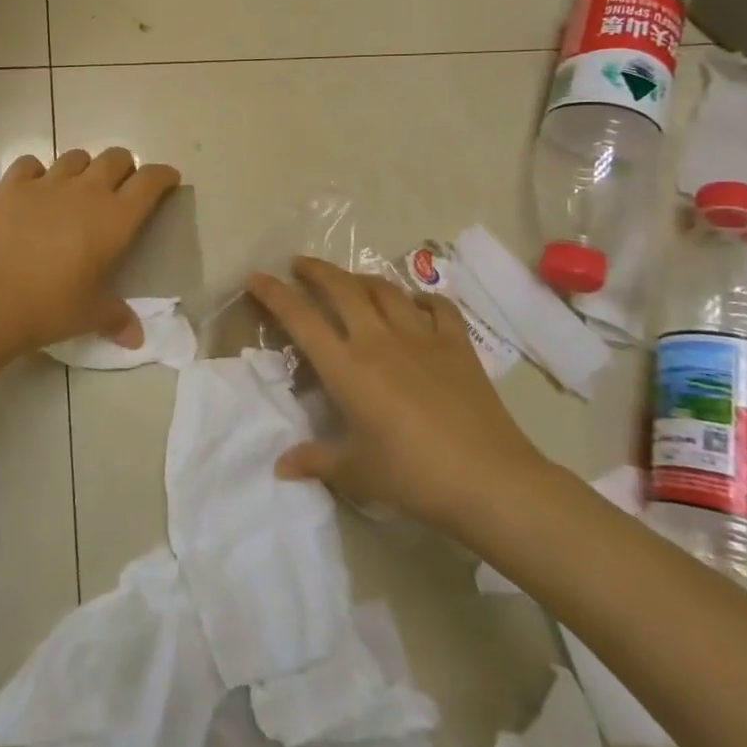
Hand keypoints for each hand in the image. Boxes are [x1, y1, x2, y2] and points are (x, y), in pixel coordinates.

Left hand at [0, 148, 181, 352]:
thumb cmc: (51, 307)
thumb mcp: (91, 315)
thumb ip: (117, 319)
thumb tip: (136, 339)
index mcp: (116, 218)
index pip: (150, 181)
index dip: (163, 176)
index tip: (167, 180)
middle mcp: (86, 191)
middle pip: (116, 158)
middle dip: (125, 168)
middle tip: (121, 188)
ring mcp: (47, 183)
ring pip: (75, 157)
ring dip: (84, 168)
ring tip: (78, 189)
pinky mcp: (11, 186)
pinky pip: (31, 164)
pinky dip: (38, 173)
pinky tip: (35, 190)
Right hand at [247, 256, 553, 536]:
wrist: (490, 481)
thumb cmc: (414, 476)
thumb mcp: (356, 473)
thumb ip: (315, 461)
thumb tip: (281, 465)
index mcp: (347, 368)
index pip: (301, 319)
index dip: (274, 294)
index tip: (256, 277)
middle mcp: (379, 340)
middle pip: (342, 288)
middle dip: (316, 270)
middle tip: (300, 265)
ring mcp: (421, 337)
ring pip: (385, 289)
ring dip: (360, 278)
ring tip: (349, 280)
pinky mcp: (457, 344)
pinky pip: (437, 306)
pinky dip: (421, 298)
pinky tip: (414, 303)